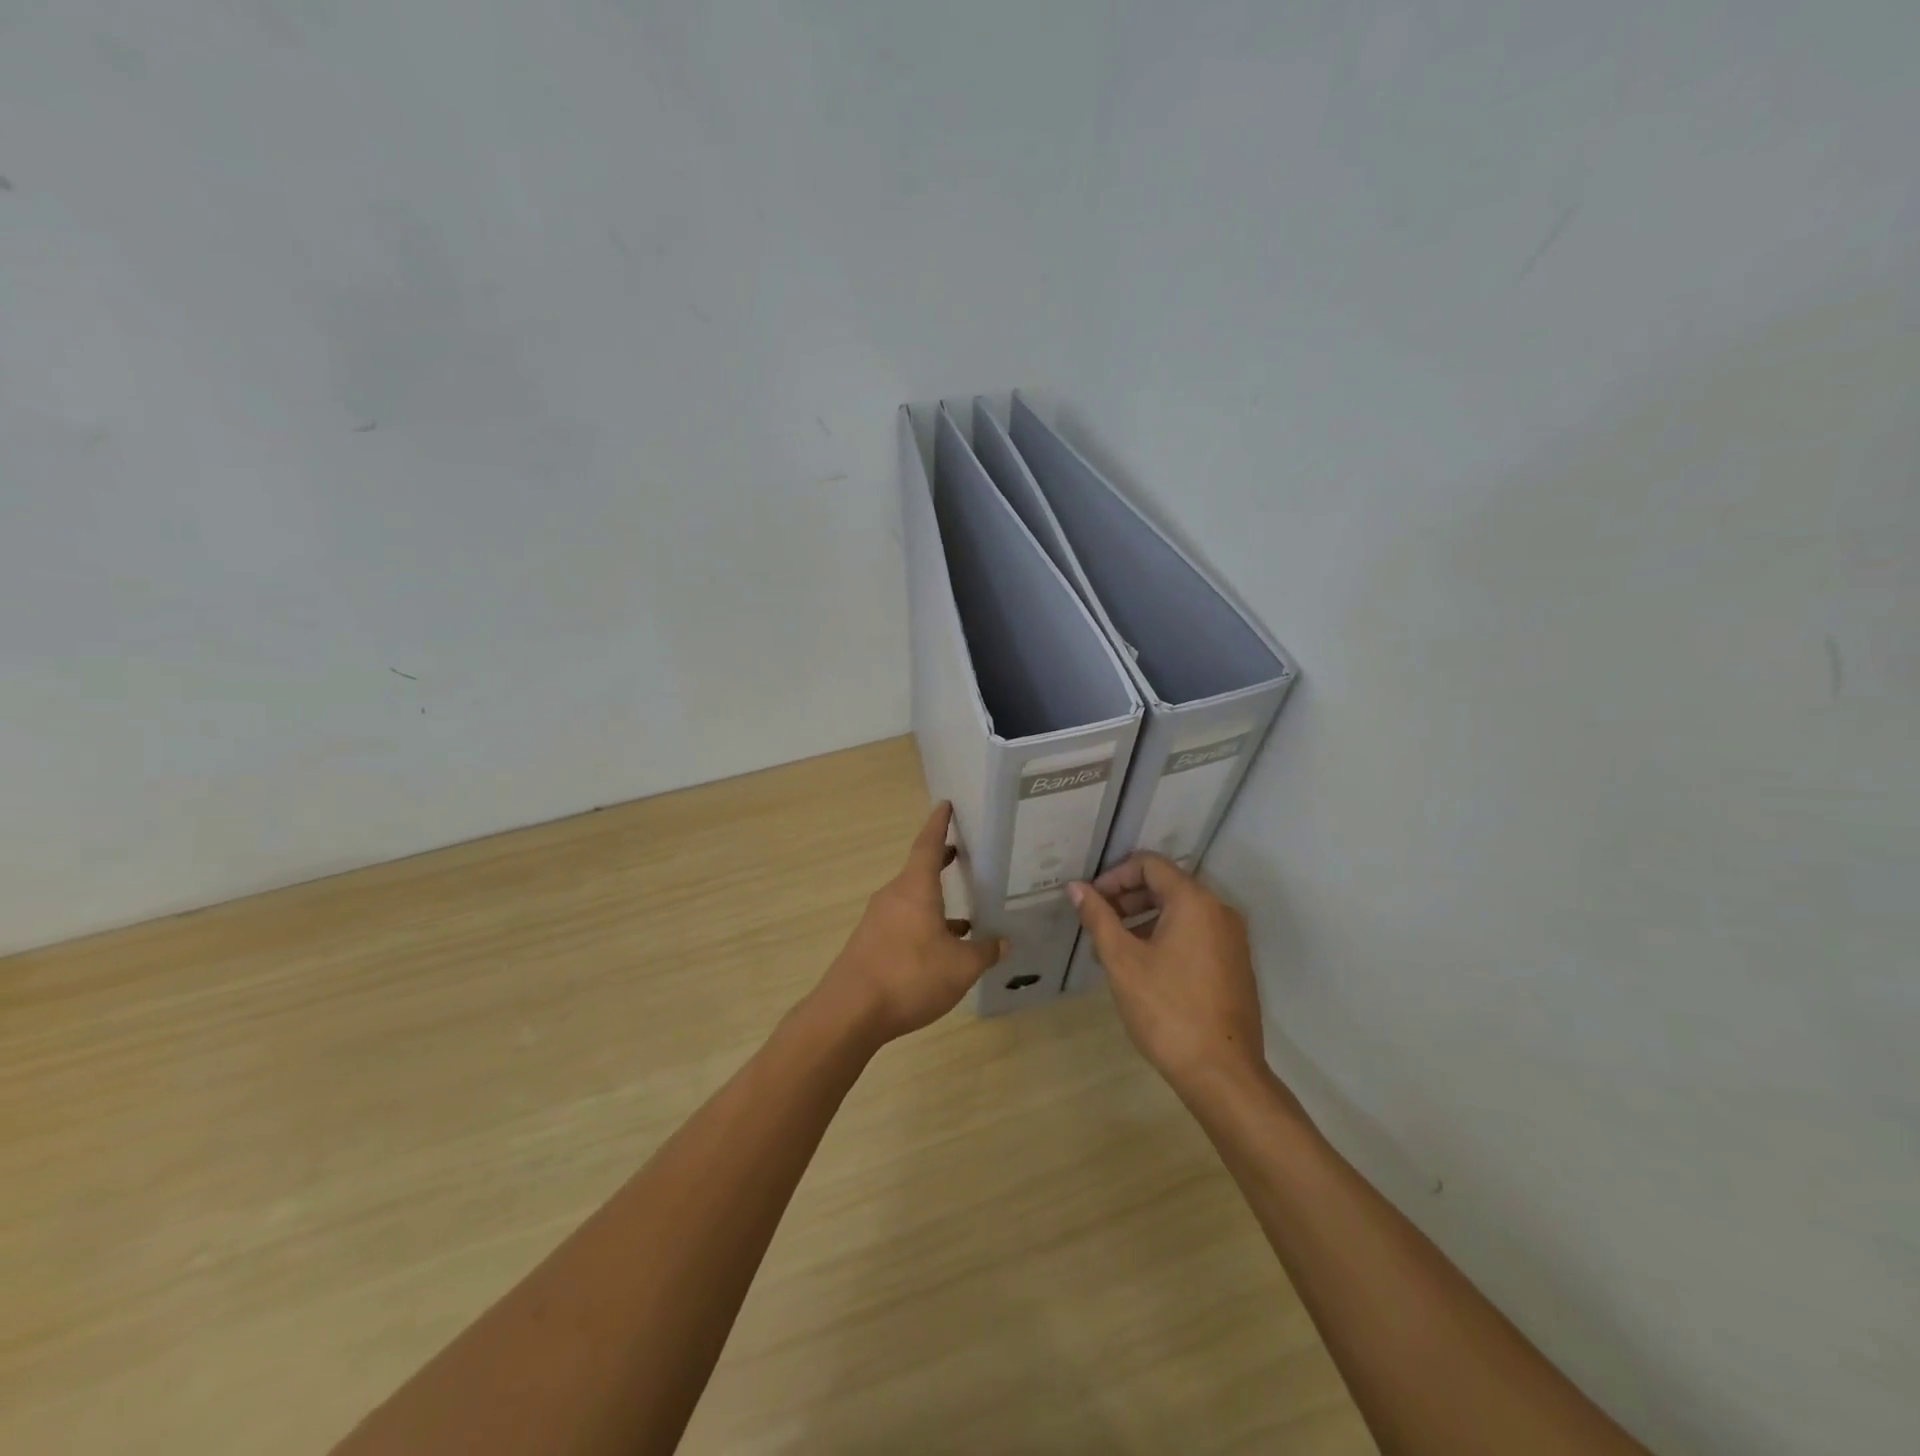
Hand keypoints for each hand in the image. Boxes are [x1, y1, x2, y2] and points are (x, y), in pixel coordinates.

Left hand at [812, 802, 1006, 1044]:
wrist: (850, 1012)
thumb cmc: (910, 976)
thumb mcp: (960, 967)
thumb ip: (984, 952)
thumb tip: (1003, 942)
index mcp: (915, 888)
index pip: (928, 844)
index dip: (939, 824)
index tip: (944, 804)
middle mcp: (893, 896)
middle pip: (919, 872)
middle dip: (940, 863)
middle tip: (961, 853)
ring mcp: (878, 921)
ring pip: (912, 901)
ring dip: (935, 903)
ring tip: (965, 916)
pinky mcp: (870, 944)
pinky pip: (903, 924)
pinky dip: (924, 927)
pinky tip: (940, 950)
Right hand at [1068, 854, 1266, 1093]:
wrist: (1222, 1073)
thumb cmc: (1166, 1010)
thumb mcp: (1122, 960)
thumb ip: (1098, 917)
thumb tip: (1075, 887)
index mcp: (1194, 901)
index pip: (1150, 864)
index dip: (1114, 875)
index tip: (1090, 900)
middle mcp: (1219, 910)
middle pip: (1166, 885)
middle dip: (1127, 898)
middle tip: (1097, 922)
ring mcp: (1232, 938)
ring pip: (1180, 911)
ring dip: (1143, 919)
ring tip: (1112, 947)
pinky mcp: (1235, 964)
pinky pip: (1195, 933)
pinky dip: (1165, 936)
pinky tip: (1142, 966)